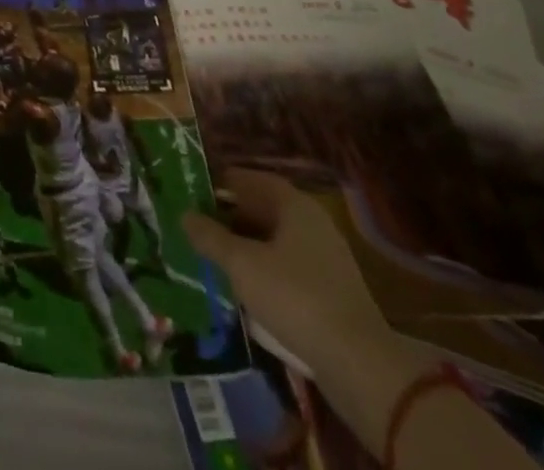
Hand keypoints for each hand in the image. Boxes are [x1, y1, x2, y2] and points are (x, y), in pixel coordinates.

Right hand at [185, 168, 393, 377]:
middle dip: (228, 217)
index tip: (190, 193)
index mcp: (293, 204)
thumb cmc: (295, 298)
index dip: (218, 183)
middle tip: (195, 227)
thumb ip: (210, 236)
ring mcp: (324, 258)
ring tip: (212, 257)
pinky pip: (285, 267)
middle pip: (261, 209)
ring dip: (243, 246)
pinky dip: (262, 270)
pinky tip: (242, 287)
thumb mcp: (242, 264)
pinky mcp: (329, 291)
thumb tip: (184, 214)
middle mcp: (311, 222)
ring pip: (272, 241)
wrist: (359, 365)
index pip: (248, 179)